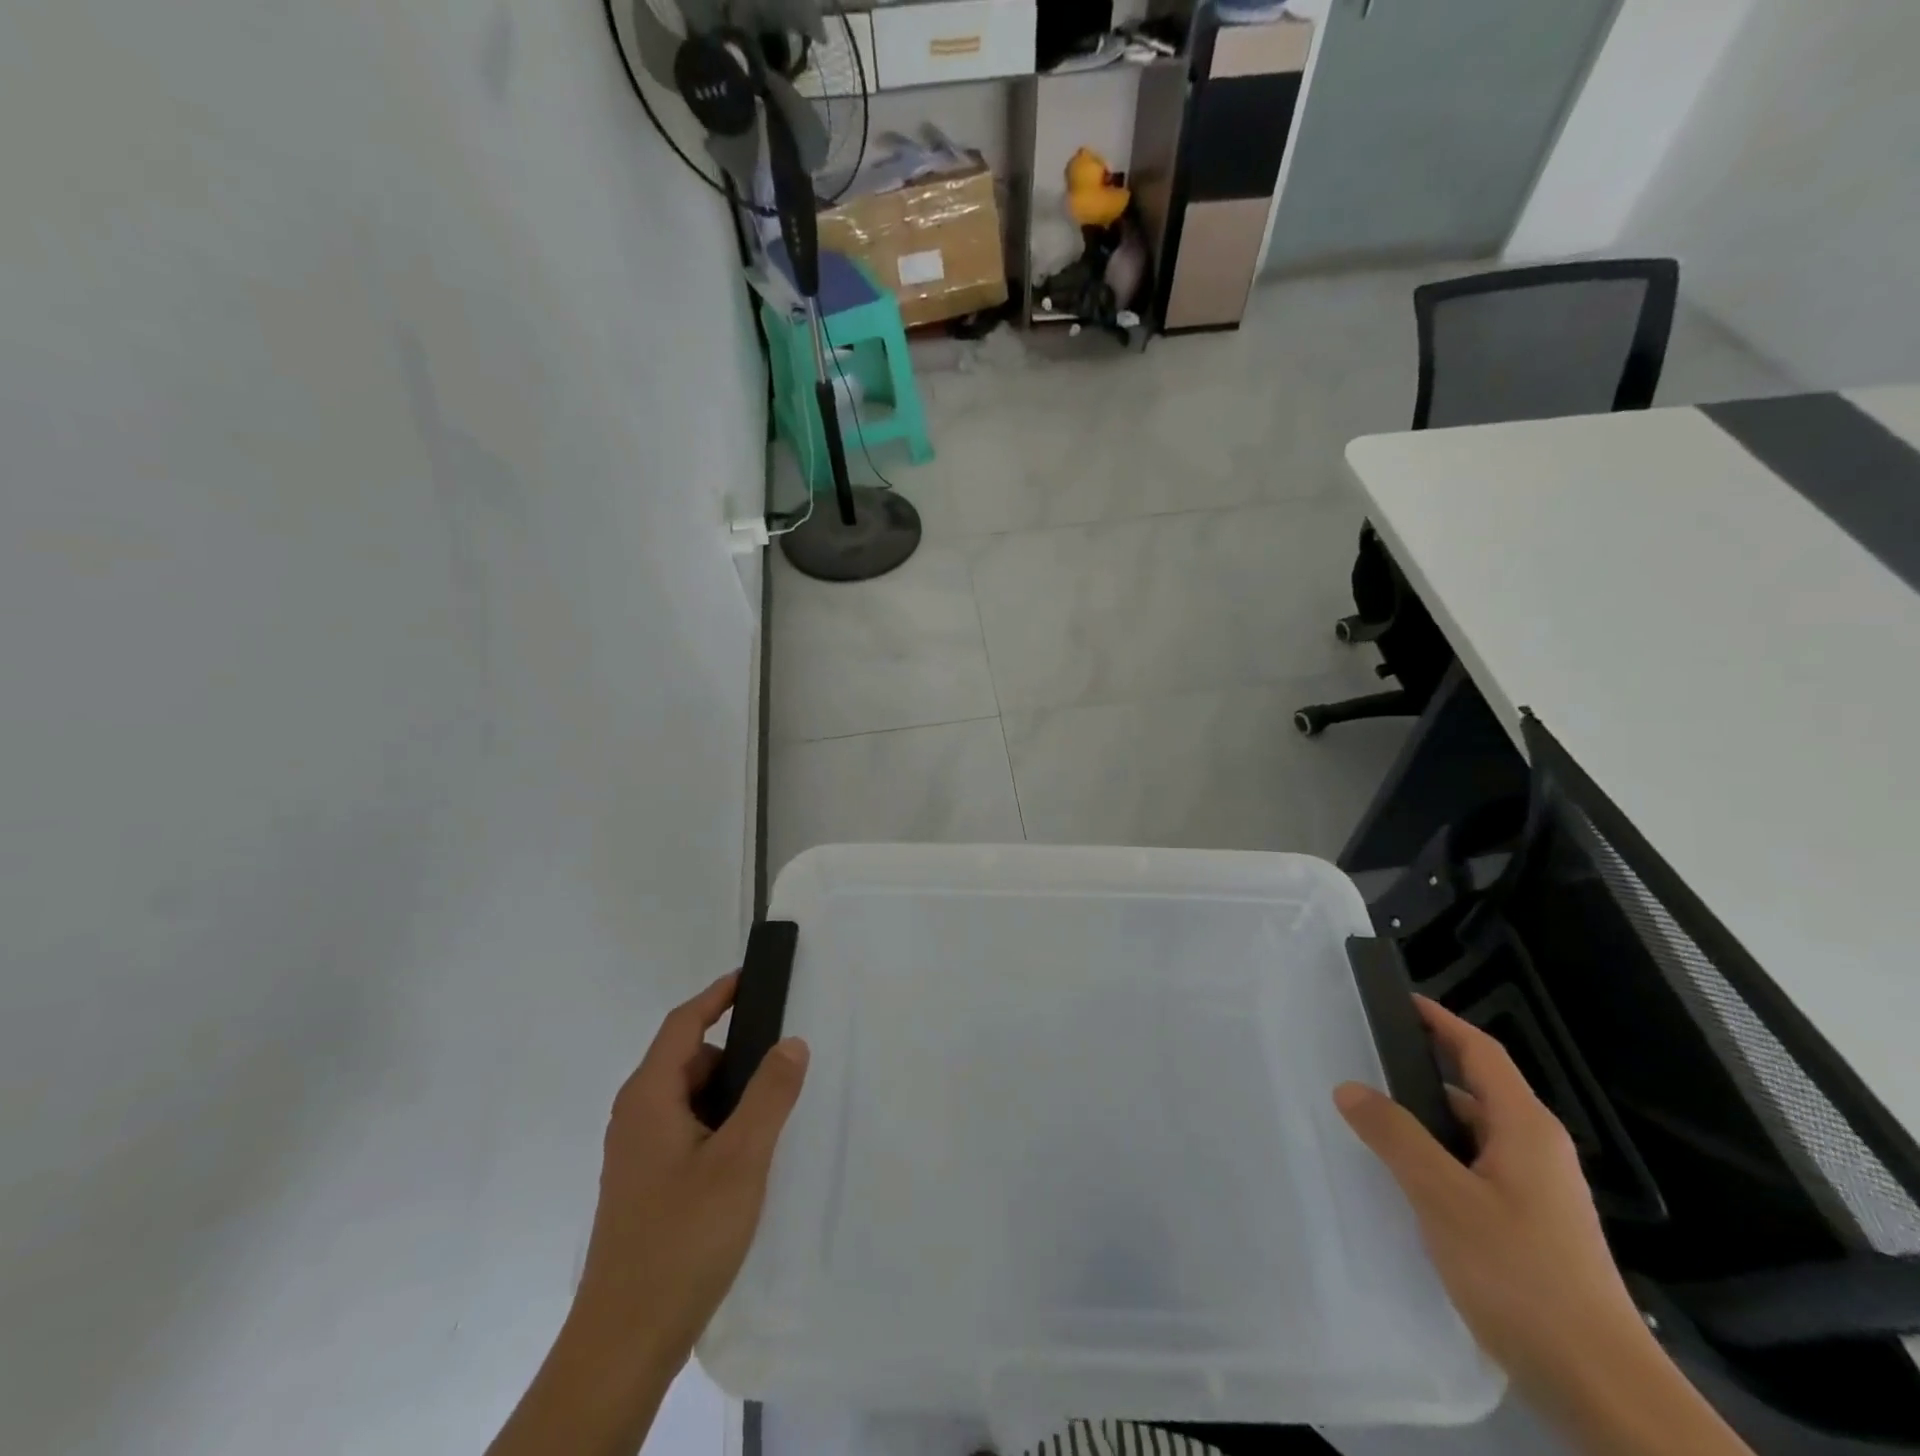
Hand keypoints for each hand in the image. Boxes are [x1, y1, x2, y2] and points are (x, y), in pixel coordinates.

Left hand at [489, 975, 808, 1455]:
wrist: (625, 1340)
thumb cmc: (683, 1237)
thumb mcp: (741, 1159)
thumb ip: (770, 1094)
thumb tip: (791, 1041)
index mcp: (649, 1097)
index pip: (683, 1024)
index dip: (717, 996)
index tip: (751, 977)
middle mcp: (636, 1116)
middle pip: (688, 1060)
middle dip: (734, 1054)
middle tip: (782, 1063)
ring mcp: (637, 1153)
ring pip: (689, 1099)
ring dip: (728, 1094)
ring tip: (772, 1113)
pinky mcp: (644, 1184)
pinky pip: (686, 1129)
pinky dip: (718, 1123)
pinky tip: (746, 1156)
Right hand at [1334, 998, 1750, 1455]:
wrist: (1601, 1387)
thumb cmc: (1522, 1274)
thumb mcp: (1445, 1198)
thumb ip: (1395, 1137)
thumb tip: (1349, 1087)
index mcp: (1525, 1128)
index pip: (1481, 1052)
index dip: (1442, 1021)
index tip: (1400, 999)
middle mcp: (1536, 1150)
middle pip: (1475, 1091)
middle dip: (1421, 1071)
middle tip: (1364, 1061)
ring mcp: (1537, 1192)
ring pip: (1472, 1135)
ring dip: (1425, 1121)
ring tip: (1369, 1119)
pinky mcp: (1530, 1227)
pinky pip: (1474, 1170)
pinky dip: (1437, 1159)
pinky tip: (1403, 1180)